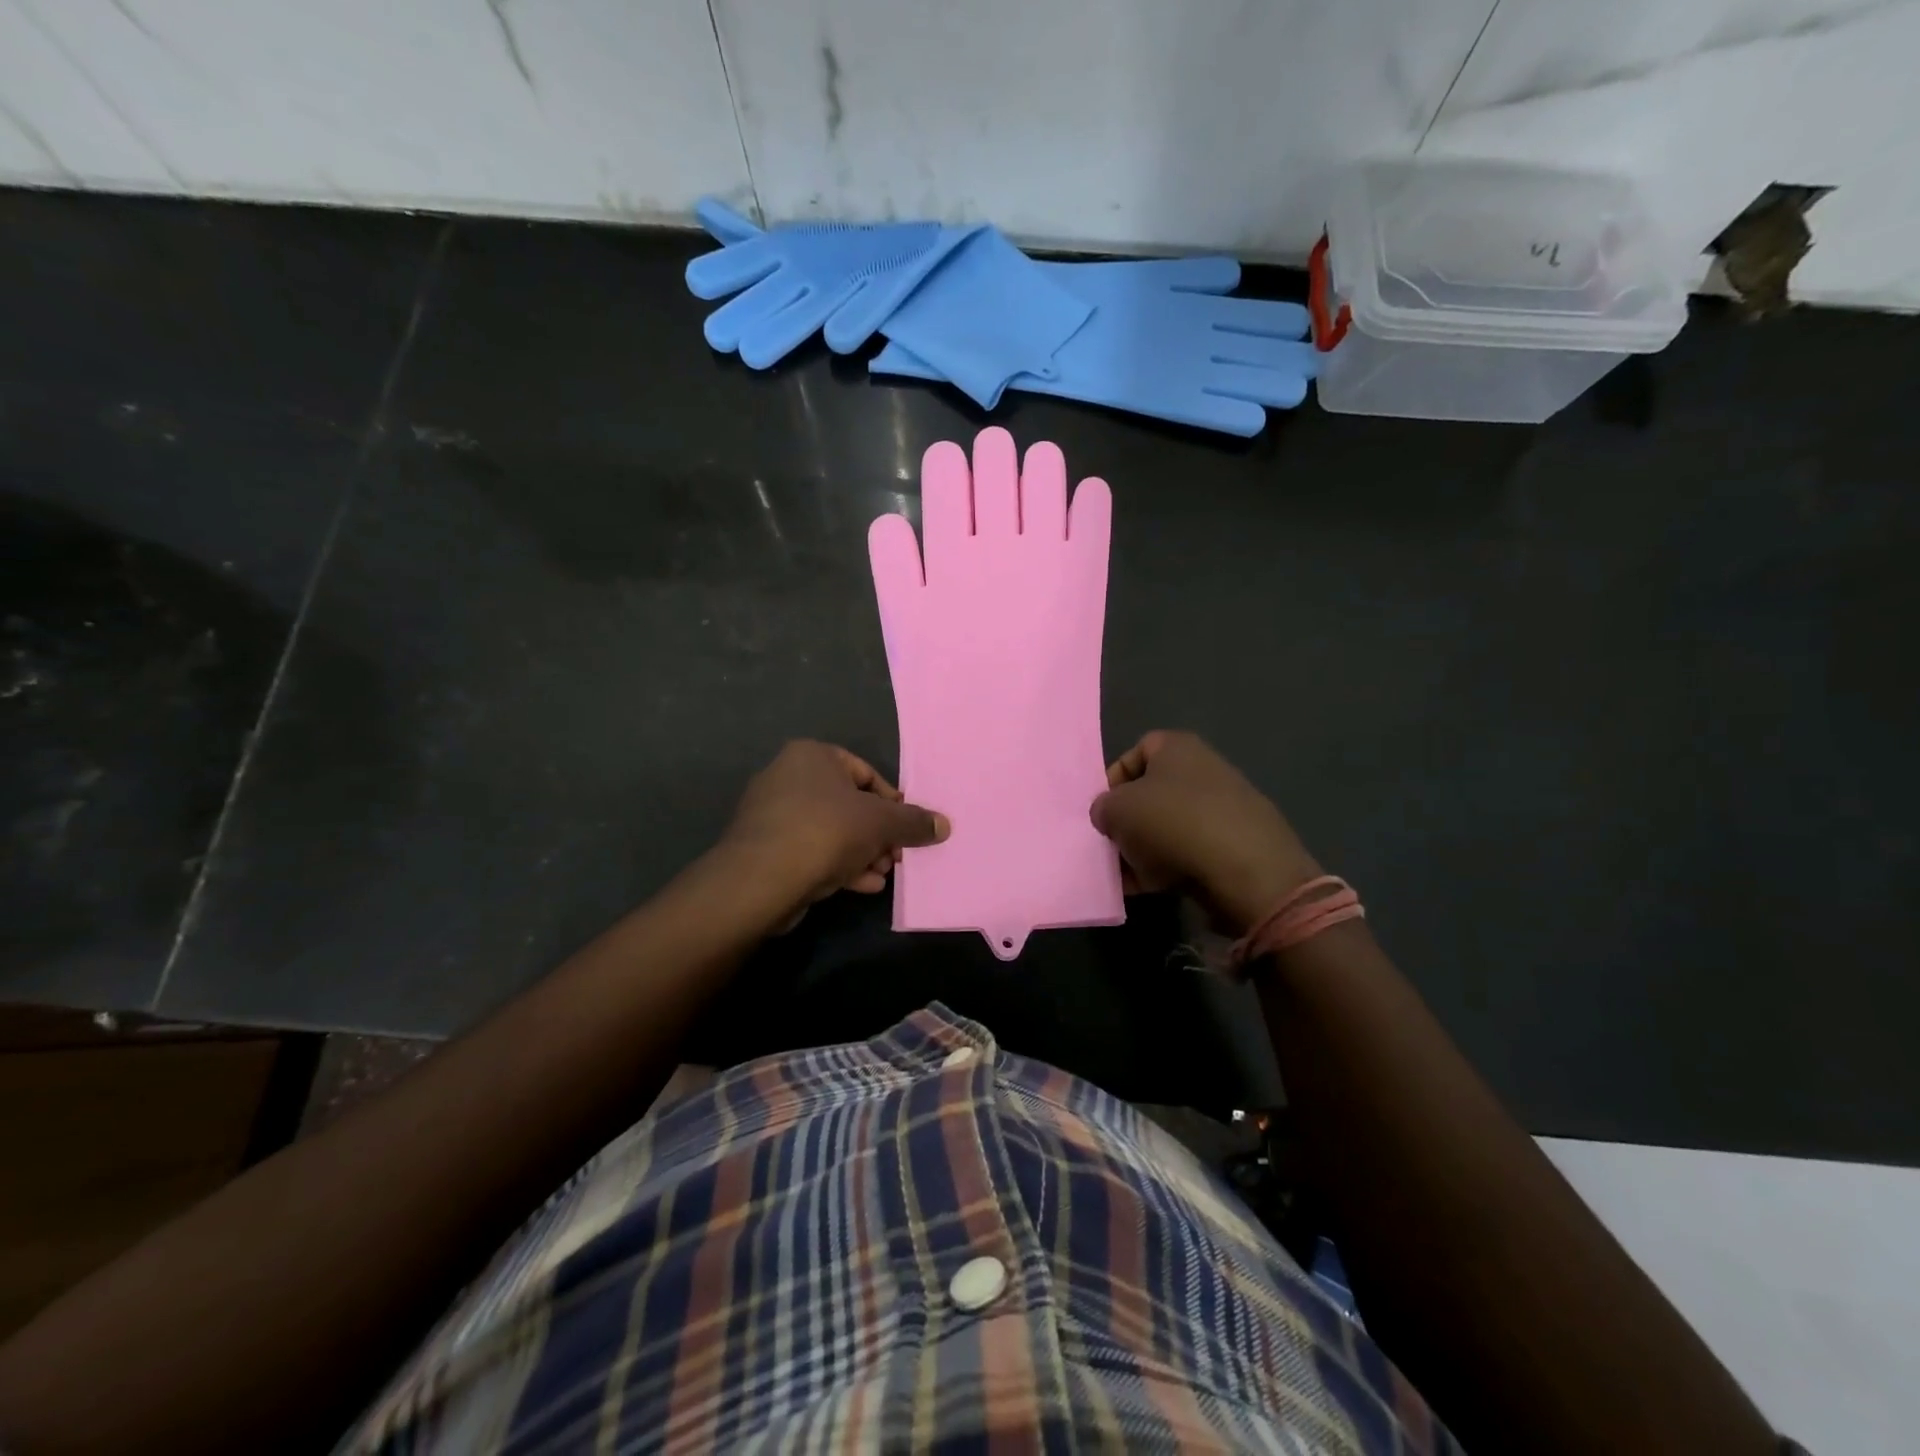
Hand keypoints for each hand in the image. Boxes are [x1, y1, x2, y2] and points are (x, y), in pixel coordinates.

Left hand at [719, 741, 949, 912]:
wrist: (761, 879)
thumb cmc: (826, 831)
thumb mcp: (881, 824)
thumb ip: (914, 822)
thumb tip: (944, 825)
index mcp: (812, 755)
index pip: (866, 773)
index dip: (893, 802)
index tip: (908, 829)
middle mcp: (788, 776)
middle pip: (849, 804)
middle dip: (878, 834)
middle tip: (896, 857)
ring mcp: (772, 813)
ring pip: (831, 830)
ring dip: (862, 853)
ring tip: (882, 874)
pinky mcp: (765, 848)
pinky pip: (811, 850)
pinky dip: (837, 865)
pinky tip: (861, 886)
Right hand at [1090, 731, 1319, 932]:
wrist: (1247, 872)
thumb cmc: (1173, 824)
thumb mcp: (1116, 810)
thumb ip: (1103, 808)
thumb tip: (1109, 815)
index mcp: (1177, 747)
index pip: (1135, 752)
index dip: (1113, 780)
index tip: (1103, 810)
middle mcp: (1205, 769)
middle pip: (1152, 793)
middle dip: (1128, 821)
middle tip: (1113, 846)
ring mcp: (1226, 808)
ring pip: (1170, 826)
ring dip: (1145, 849)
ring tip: (1128, 876)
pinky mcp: (1239, 844)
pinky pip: (1192, 852)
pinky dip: (1170, 867)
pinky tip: (1151, 888)